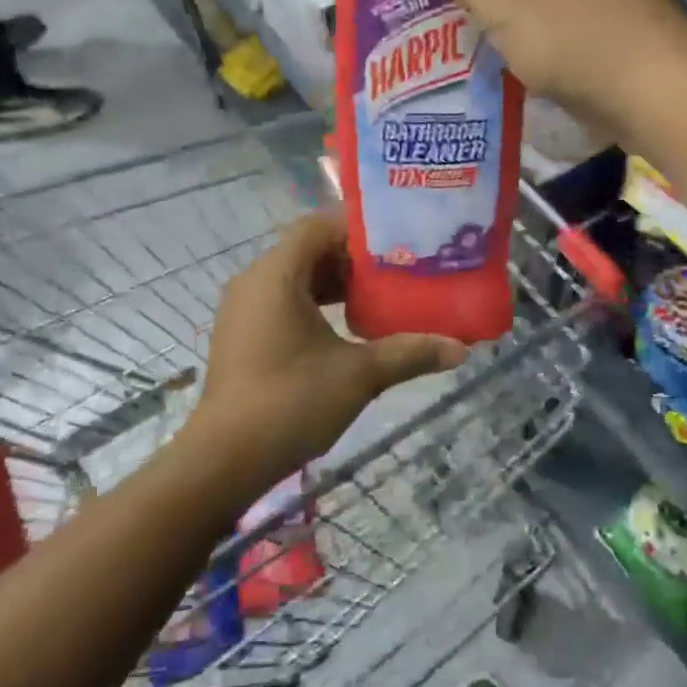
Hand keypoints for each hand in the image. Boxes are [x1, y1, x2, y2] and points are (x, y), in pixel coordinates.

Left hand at [190, 212, 466, 485]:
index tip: (396, 241)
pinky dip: (314, 304)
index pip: (316, 226)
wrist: (225, 459)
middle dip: (352, 259)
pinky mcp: (241, 335)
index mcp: (276, 275)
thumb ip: (410, 353)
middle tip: (396, 269)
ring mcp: (243, 310)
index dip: (356, 228)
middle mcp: (254, 282)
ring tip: (378, 298)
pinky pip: (282, 301)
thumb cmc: (291, 402)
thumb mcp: (359, 374)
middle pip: (307, 250)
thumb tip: (461, 349)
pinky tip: (345, 329)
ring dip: (334, 284)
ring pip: (294, 278)